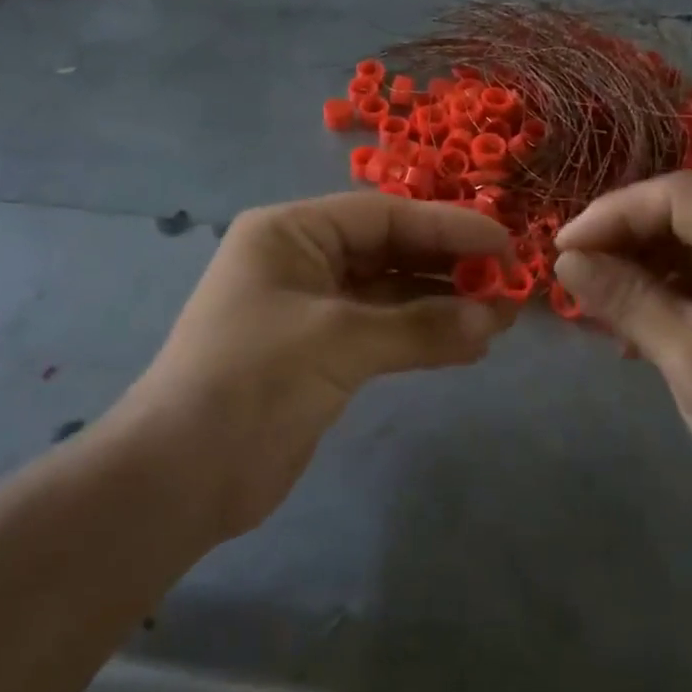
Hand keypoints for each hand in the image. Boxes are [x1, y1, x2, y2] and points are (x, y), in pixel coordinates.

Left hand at [128, 193, 514, 537]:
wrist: (182, 475)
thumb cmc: (252, 381)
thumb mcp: (340, 341)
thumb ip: (420, 327)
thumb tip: (492, 320)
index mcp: (291, 232)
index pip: (383, 216)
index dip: (447, 227)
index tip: (504, 244)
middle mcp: (301, 260)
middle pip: (390, 250)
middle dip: (449, 266)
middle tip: (509, 285)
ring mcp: (312, 309)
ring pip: (391, 294)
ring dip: (443, 305)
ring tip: (500, 319)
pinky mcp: (321, 354)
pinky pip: (384, 332)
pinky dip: (423, 336)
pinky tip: (469, 345)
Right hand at [553, 172, 691, 542]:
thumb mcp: (690, 360)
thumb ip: (626, 299)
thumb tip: (564, 259)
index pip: (681, 196)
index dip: (614, 212)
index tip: (562, 248)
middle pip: (685, 215)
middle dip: (623, 239)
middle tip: (572, 274)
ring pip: (689, 246)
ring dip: (638, 268)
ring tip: (594, 302)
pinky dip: (662, 293)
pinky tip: (631, 324)